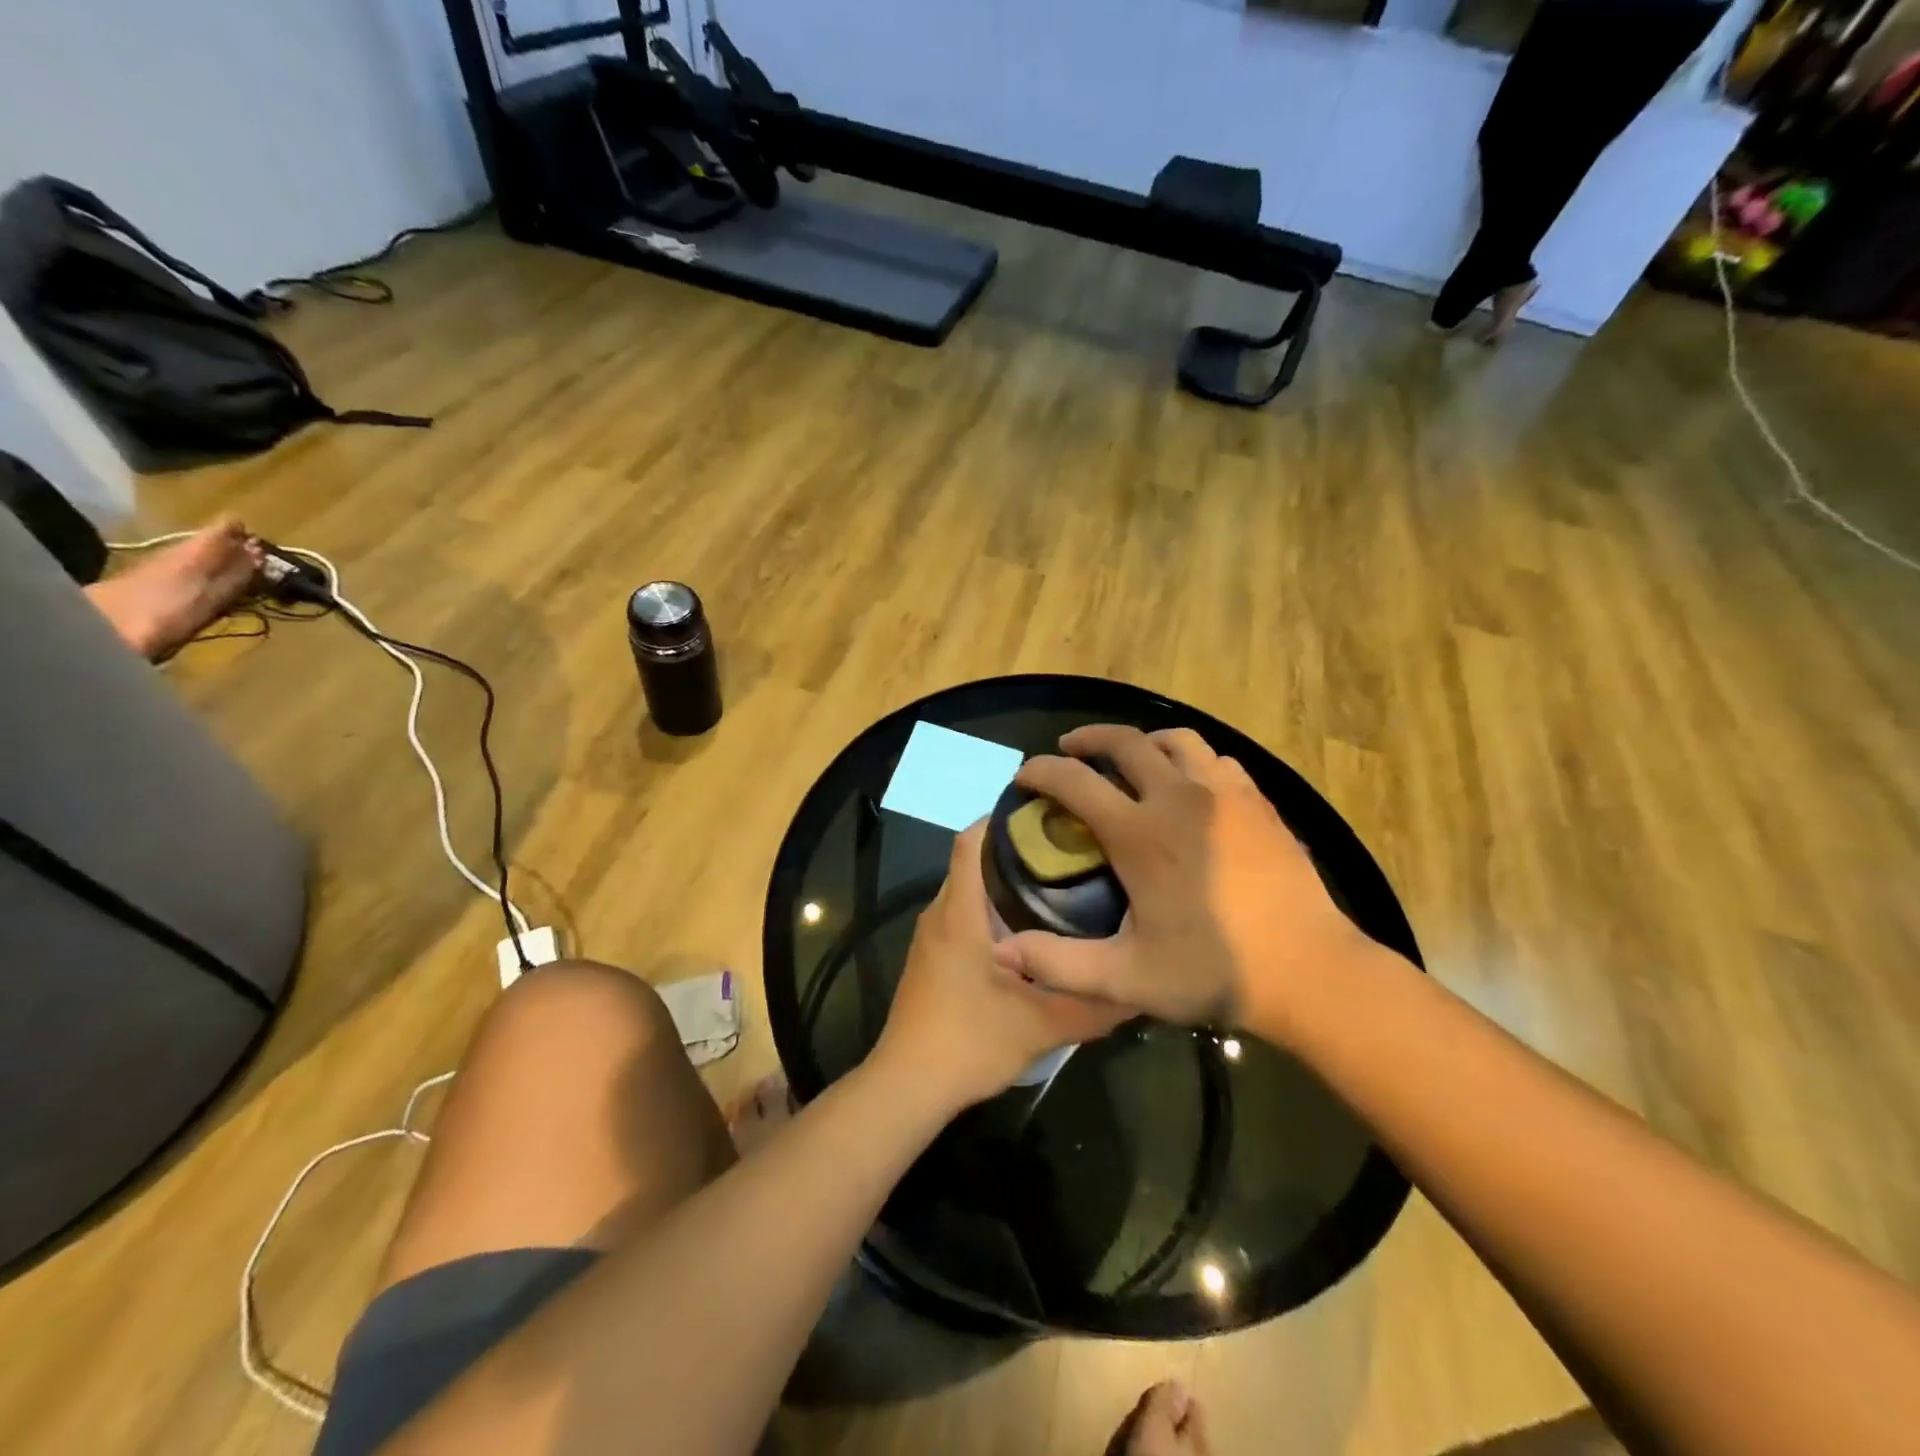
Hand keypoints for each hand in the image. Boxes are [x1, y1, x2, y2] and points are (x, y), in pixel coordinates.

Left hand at [872, 823, 1133, 1111]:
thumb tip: (1141, 988)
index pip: (970, 841)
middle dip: (1017, 849)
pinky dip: (994, 909)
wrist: (906, 1086)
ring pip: (969, 890)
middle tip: (1070, 850)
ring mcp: (932, 937)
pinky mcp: (932, 958)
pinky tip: (1032, 930)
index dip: (1002, 818)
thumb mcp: (1040, 1027)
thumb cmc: (967, 1043)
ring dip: (1006, 881)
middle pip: (974, 861)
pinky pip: (964, 915)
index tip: (1047, 813)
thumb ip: (1092, 1006)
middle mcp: (940, 914)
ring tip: (1059, 883)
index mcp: (959, 914)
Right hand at [990, 724, 1371, 1040]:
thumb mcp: (1127, 978)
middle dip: (1088, 739)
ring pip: (1177, 740)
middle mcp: (1180, 798)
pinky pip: (1216, 760)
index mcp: (1141, 833)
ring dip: (1143, 742)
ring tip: (1130, 760)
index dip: (1041, 772)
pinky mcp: (1259, 804)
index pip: (1075, 781)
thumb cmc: (1214, 971)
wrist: (1311, 972)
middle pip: (1126, 742)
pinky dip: (1190, 760)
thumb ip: (1059, 964)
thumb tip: (1002, 952)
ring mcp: (1226, 795)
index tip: (1025, 776)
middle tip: (1070, 749)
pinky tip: (1189, 786)